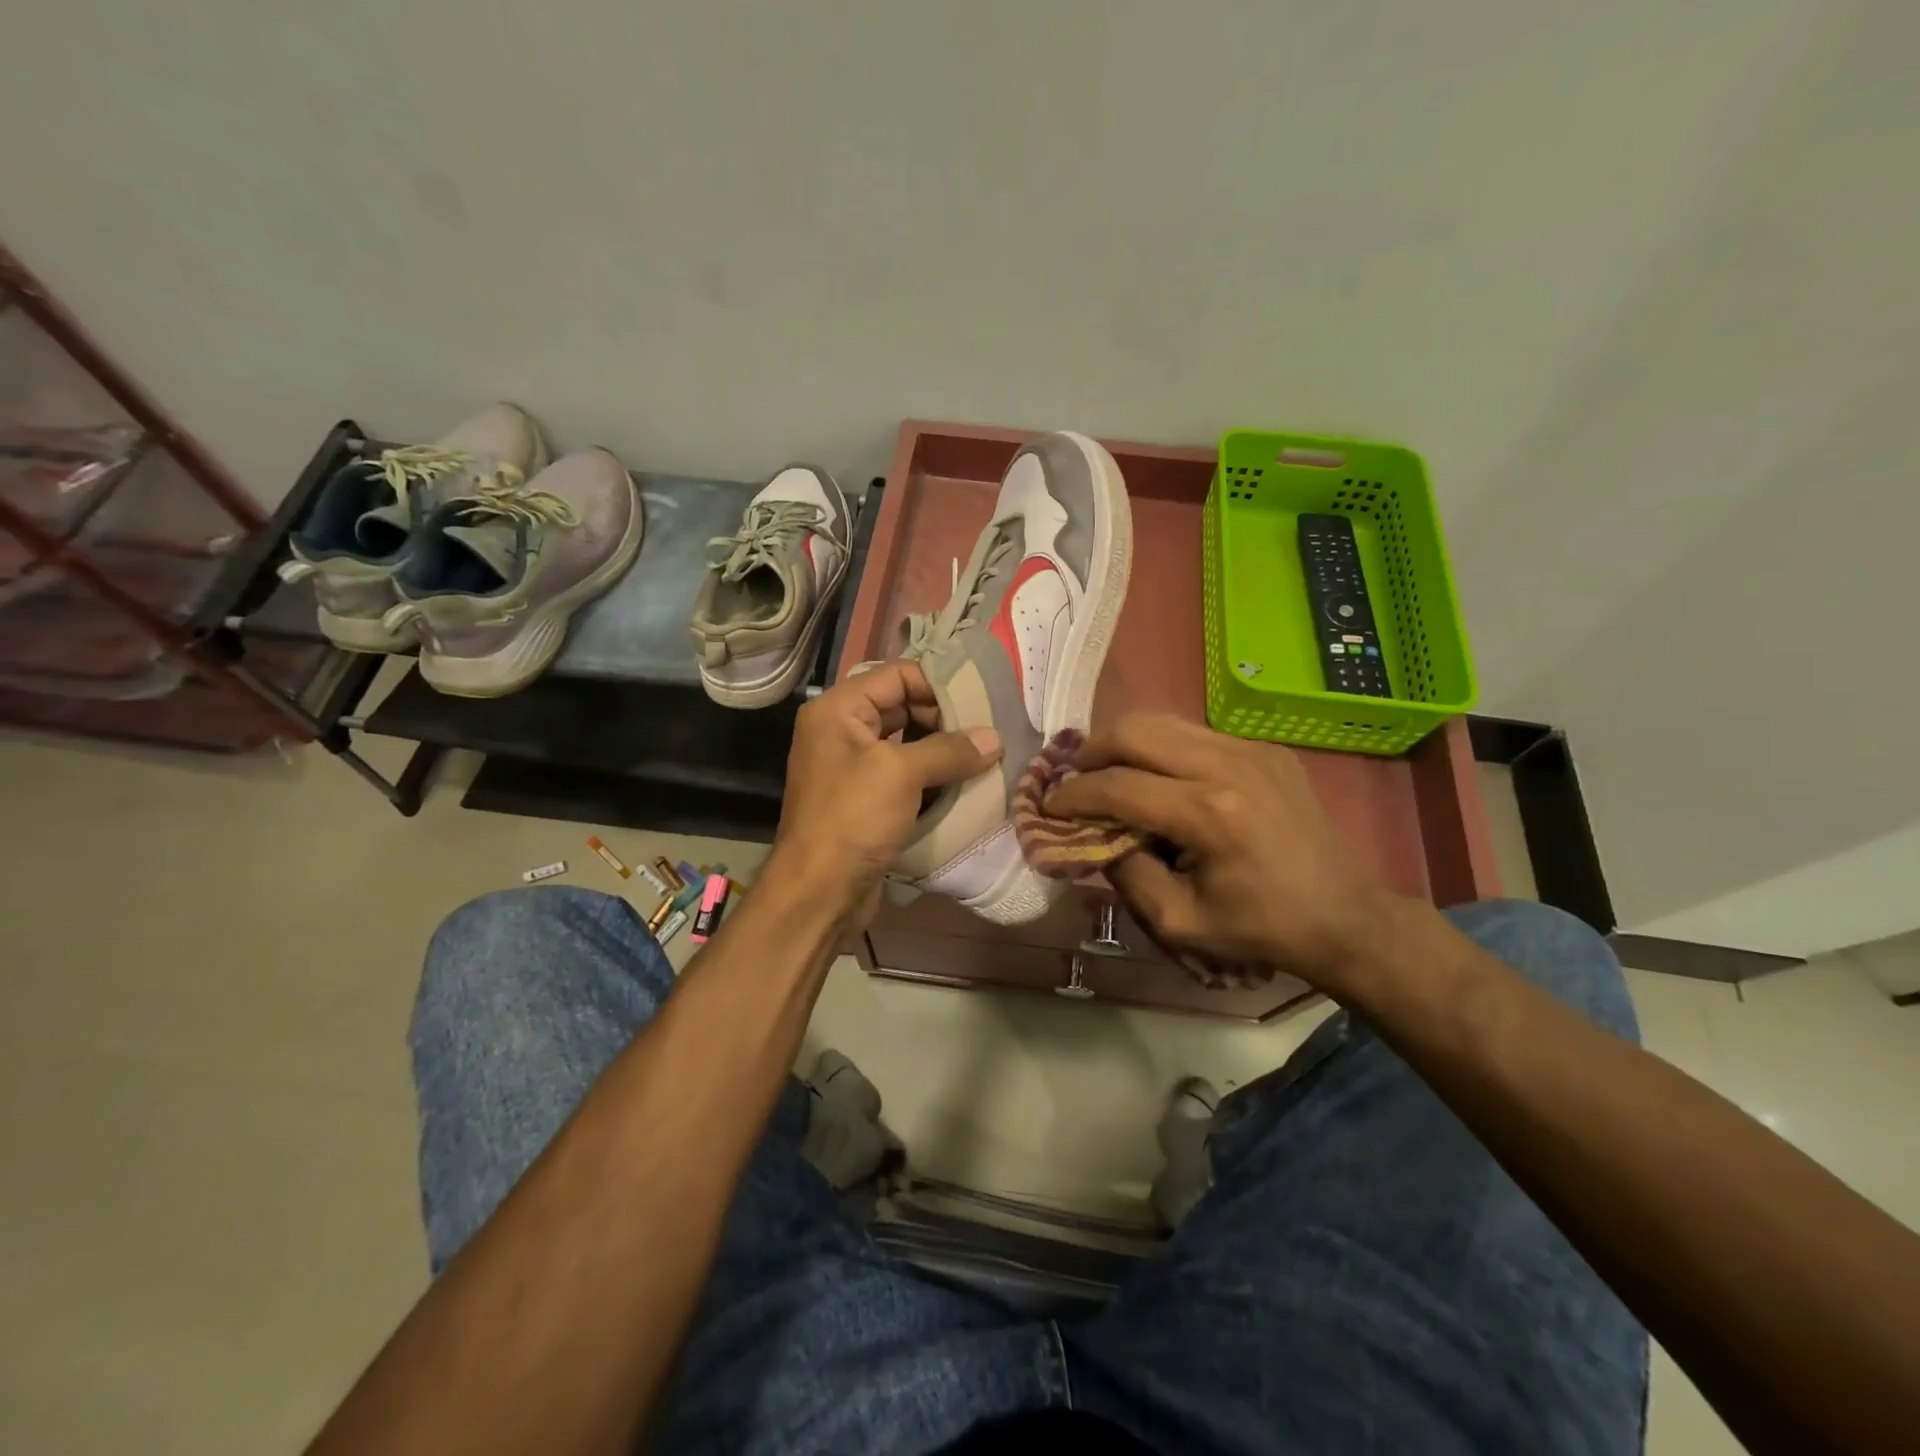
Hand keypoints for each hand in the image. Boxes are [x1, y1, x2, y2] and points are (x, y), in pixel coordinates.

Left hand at [771, 662, 1000, 922]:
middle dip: (946, 720)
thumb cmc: (853, 818)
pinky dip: (933, 778)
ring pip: (908, 744)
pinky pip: (905, 776)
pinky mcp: (866, 800)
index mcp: (839, 710)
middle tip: (987, 734)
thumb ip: (949, 750)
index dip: (939, 684)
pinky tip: (965, 785)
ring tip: (984, 757)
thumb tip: (994, 739)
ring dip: (943, 751)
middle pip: (903, 707)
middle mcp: (843, 731)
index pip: (897, 675)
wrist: (818, 892)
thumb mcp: (901, 774)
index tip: (981, 702)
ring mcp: (853, 768)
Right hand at [1045, 714, 1407, 988]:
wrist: (1346, 917)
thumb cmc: (1259, 928)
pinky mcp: (1265, 748)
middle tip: (1075, 779)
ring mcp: (1251, 749)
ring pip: (1164, 721)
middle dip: (1092, 751)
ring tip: (1108, 773)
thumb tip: (1093, 835)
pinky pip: (1195, 733)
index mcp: (1209, 814)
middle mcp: (1228, 766)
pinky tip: (1160, 779)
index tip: (1048, 805)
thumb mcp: (1179, 920)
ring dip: (1125, 744)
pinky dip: (1162, 749)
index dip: (1073, 795)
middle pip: (1136, 730)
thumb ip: (1126, 872)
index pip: (1118, 786)